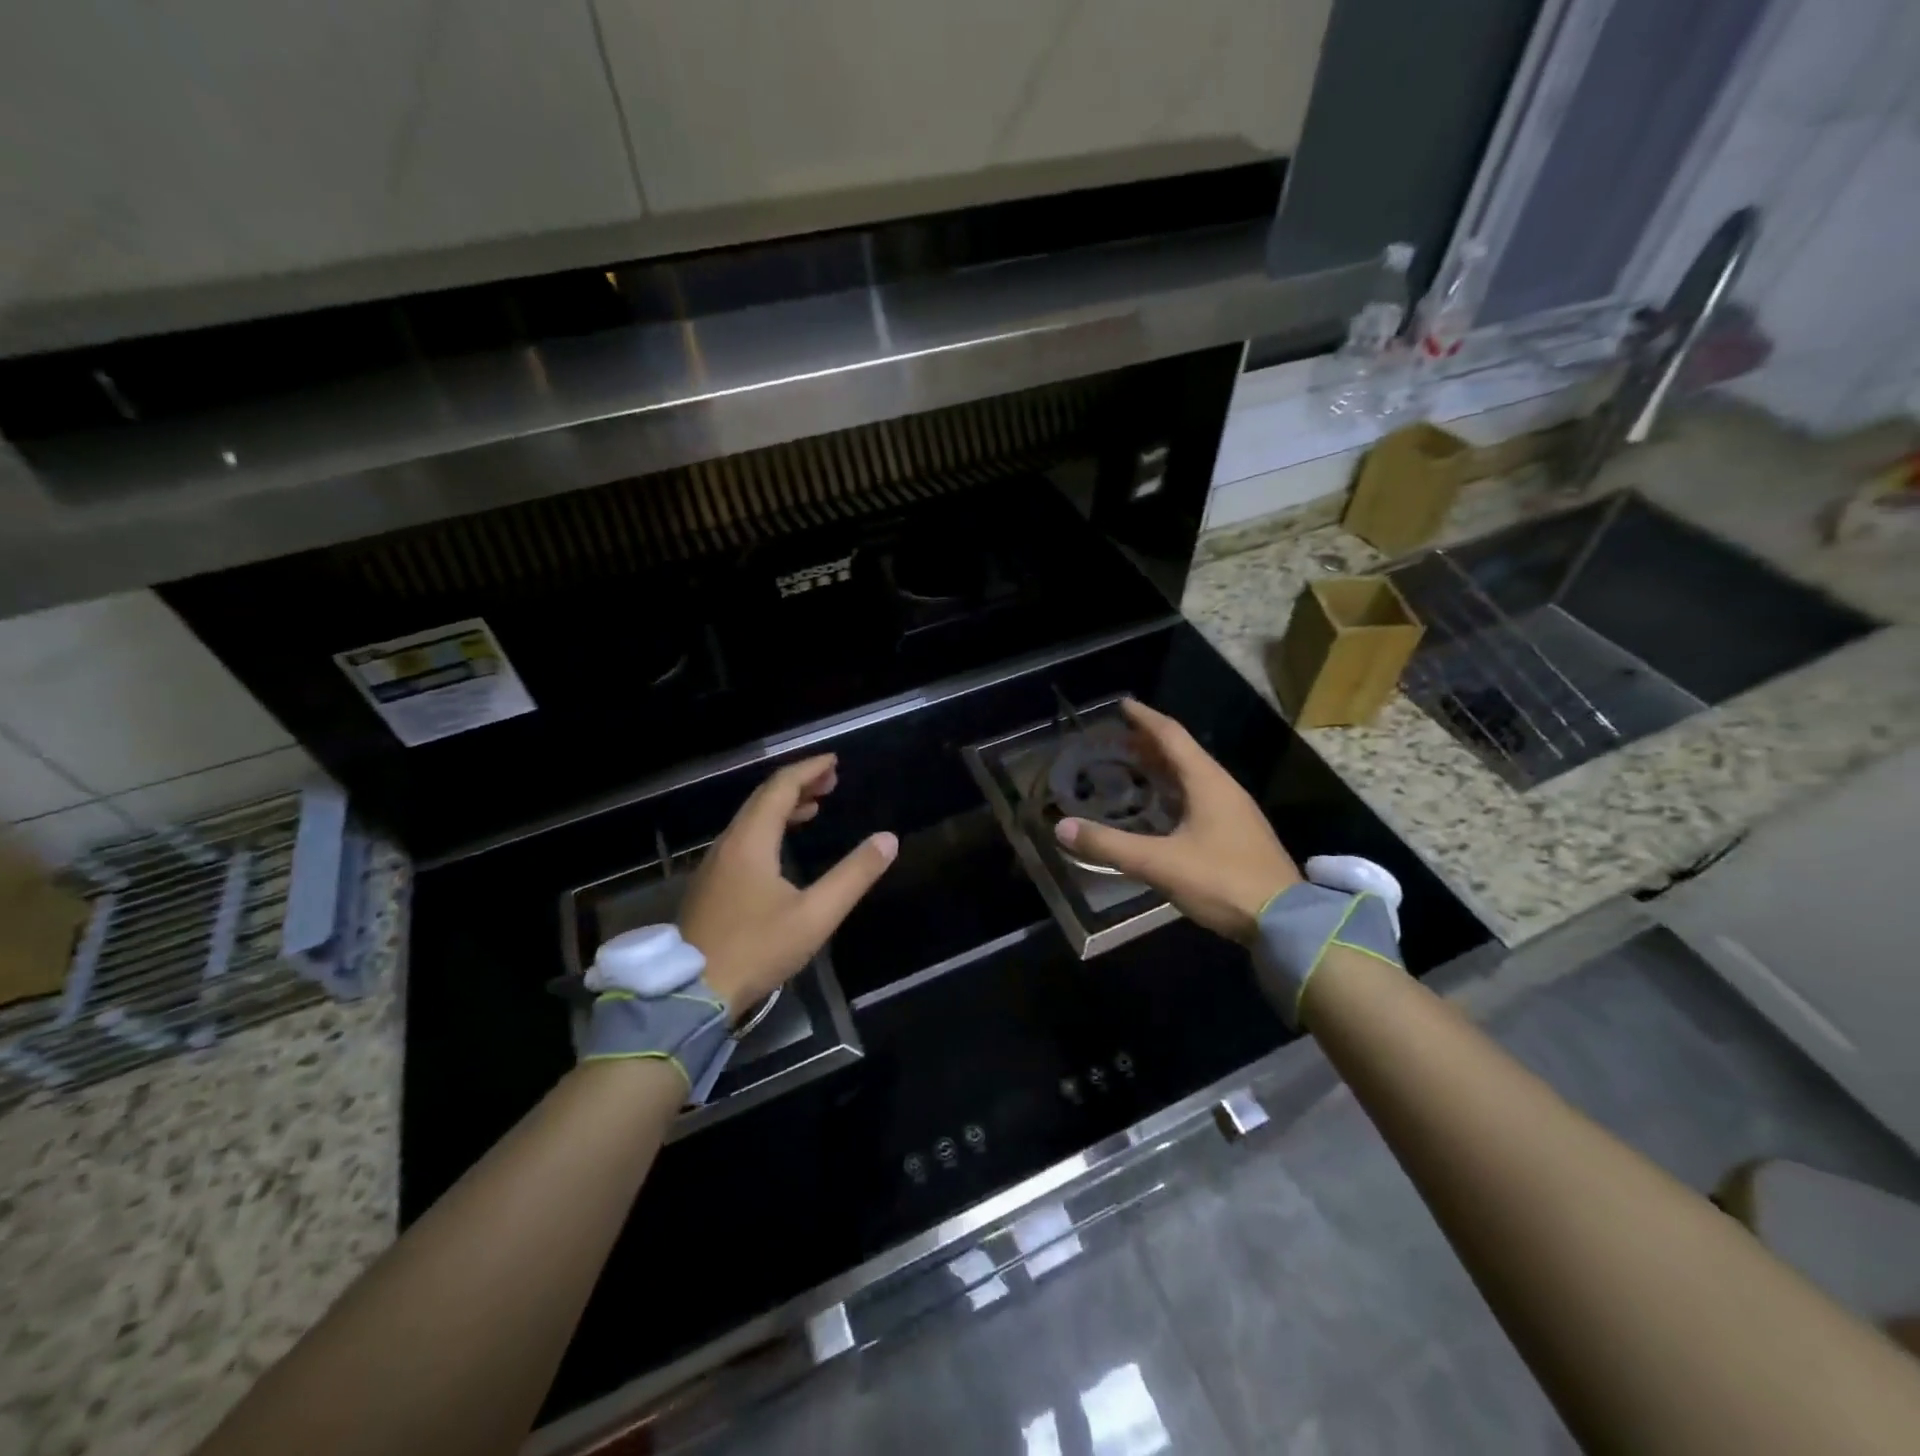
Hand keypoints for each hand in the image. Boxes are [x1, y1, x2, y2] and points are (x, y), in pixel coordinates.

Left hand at [678, 754, 896, 1019]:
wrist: (693, 993)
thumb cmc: (757, 949)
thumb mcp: (816, 915)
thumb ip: (853, 875)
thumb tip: (887, 839)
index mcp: (751, 841)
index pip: (780, 788)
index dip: (808, 770)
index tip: (834, 762)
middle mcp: (728, 844)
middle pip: (763, 799)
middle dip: (798, 784)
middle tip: (831, 781)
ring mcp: (714, 865)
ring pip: (750, 820)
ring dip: (782, 807)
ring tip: (814, 808)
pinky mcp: (710, 886)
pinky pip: (743, 839)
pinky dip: (768, 828)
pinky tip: (782, 848)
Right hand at [1055, 699, 1298, 943]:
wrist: (1285, 922)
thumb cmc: (1222, 881)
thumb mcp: (1160, 863)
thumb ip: (1110, 845)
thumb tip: (1061, 828)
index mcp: (1208, 783)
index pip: (1172, 736)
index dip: (1145, 719)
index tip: (1123, 705)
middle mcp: (1224, 789)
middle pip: (1183, 754)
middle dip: (1150, 743)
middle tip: (1118, 740)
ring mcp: (1235, 812)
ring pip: (1193, 778)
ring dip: (1163, 768)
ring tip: (1134, 768)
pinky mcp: (1238, 835)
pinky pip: (1200, 799)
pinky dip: (1175, 792)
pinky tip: (1162, 810)